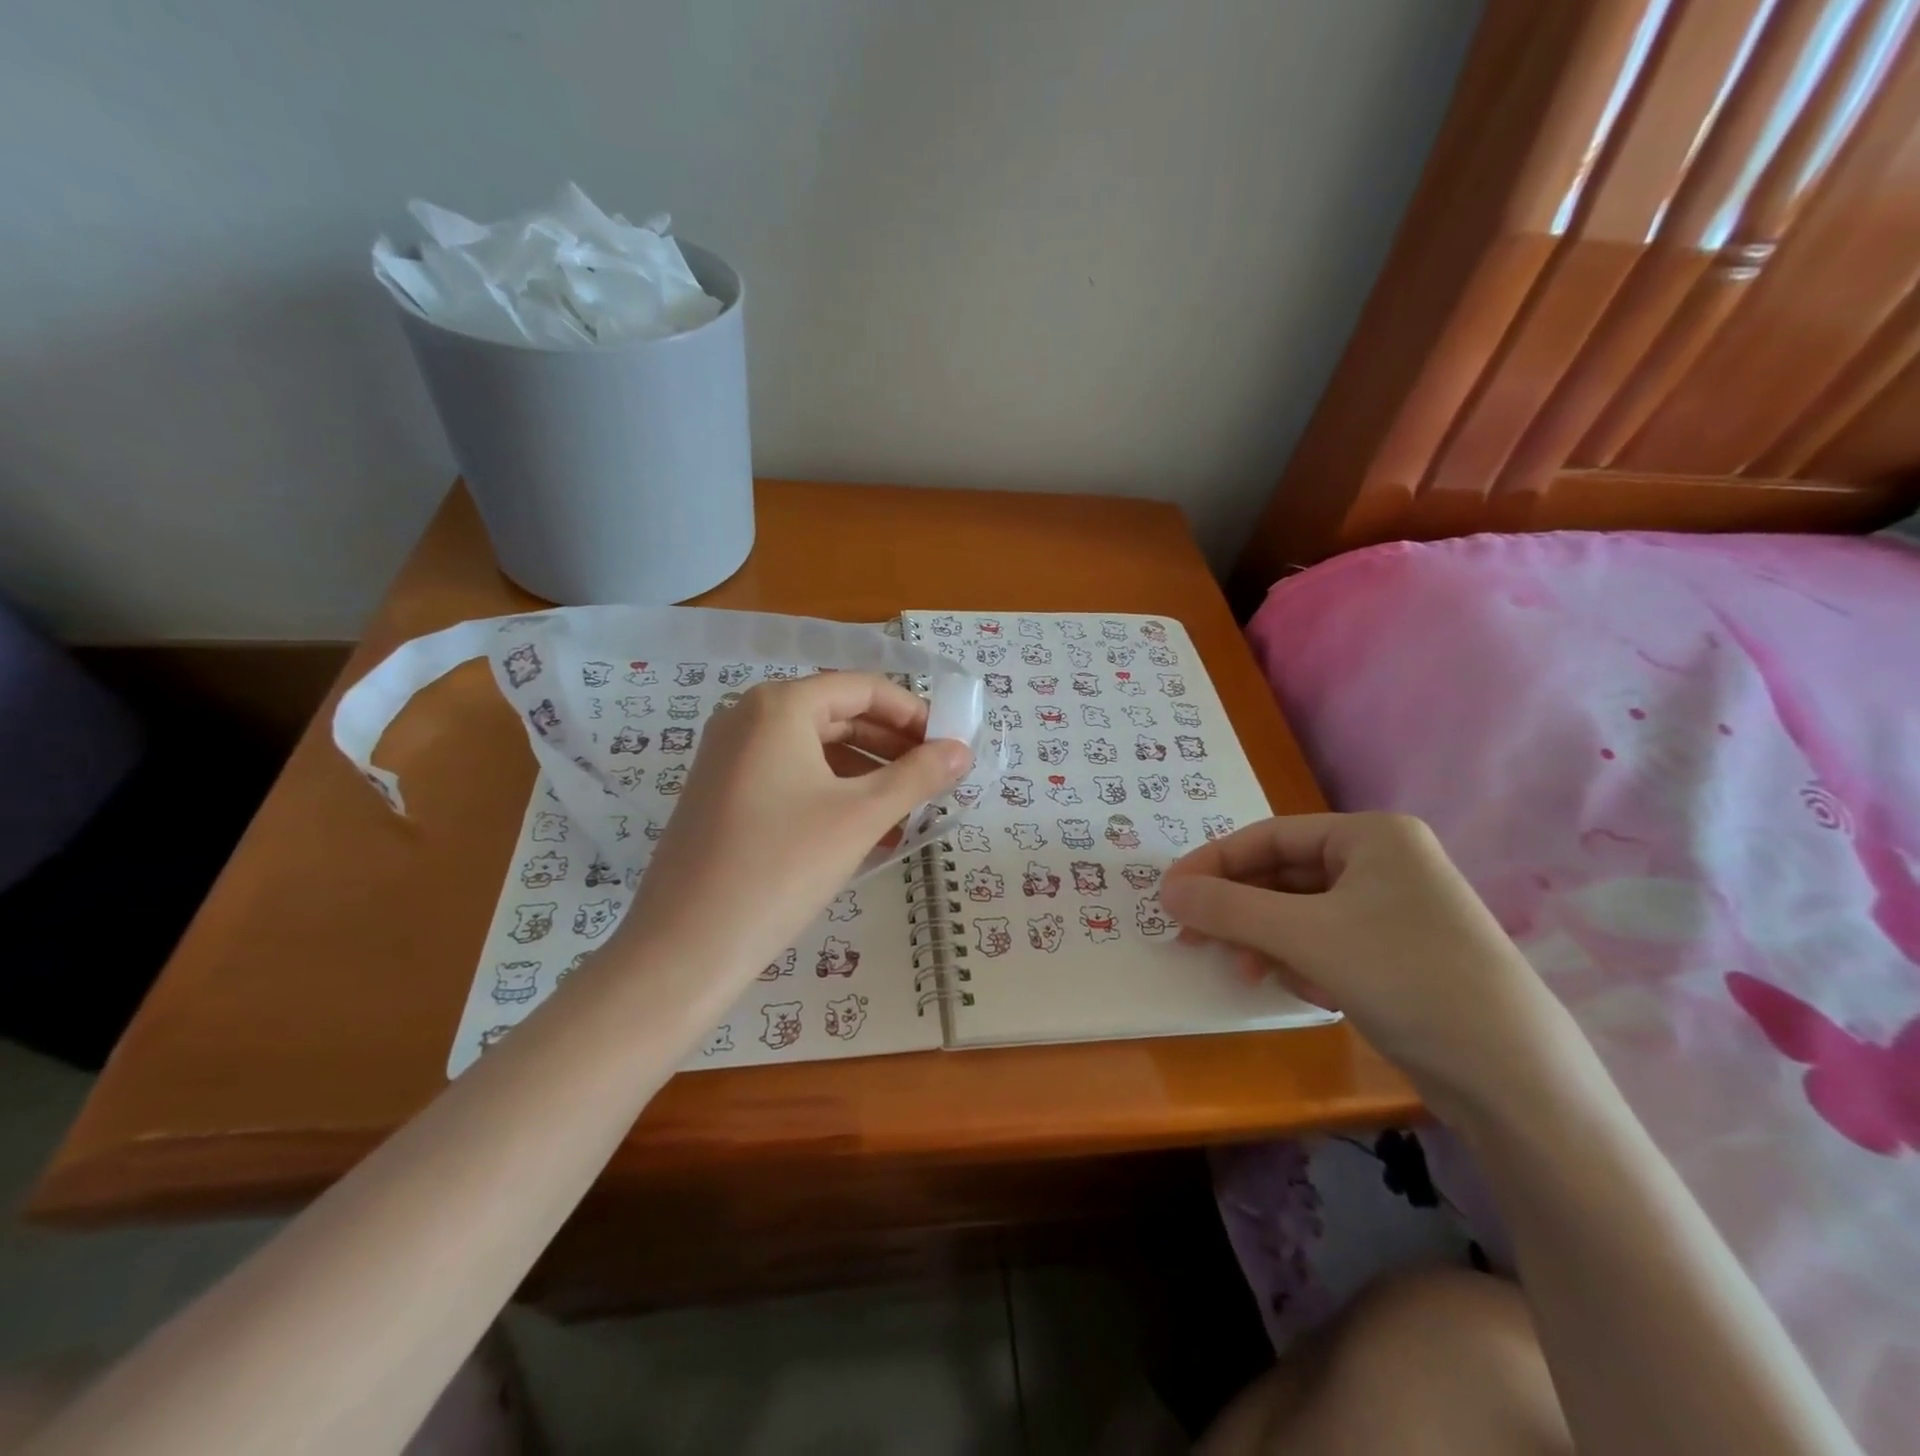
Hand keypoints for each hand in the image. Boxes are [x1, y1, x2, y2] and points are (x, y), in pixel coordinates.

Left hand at [610, 672, 969, 996]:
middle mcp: (747, 718)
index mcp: (779, 706)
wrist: (685, 948)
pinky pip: (791, 778)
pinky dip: (833, 795)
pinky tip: (866, 832)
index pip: (863, 688)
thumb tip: (962, 751)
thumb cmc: (781, 867)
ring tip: (908, 813)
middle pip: (838, 715)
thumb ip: (917, 776)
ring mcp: (729, 757)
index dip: (913, 713)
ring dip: (867, 775)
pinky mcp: (722, 794)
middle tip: (935, 778)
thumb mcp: (860, 817)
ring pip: (815, 751)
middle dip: (892, 746)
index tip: (950, 745)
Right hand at [1158, 813, 1574, 1113]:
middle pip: (1284, 875)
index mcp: (1372, 835)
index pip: (1269, 835)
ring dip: (1269, 941)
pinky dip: (1304, 962)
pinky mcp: (1401, 954)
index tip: (1170, 895)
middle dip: (1241, 910)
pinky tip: (1307, 992)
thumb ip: (1229, 908)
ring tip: (1252, 974)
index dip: (1214, 863)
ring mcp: (1396, 909)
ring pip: (1302, 913)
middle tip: (1194, 938)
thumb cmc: (1406, 977)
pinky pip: (1328, 942)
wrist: (1515, 1079)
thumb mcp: (1305, 936)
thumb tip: (1167, 892)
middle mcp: (1385, 862)